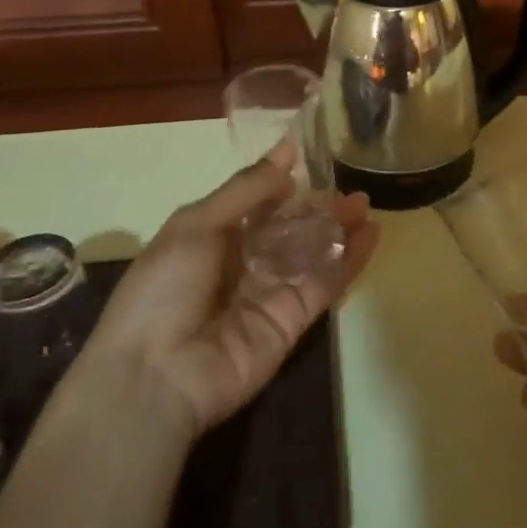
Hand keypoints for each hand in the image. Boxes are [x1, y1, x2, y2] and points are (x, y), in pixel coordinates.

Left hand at [78, 153, 379, 438]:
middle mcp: (243, 263)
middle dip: (316, 206)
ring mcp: (270, 292)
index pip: (255, 202)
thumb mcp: (196, 224)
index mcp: (211, 237)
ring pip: (311, 253)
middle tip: (349, 184)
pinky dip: (349, 260)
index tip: (310, 151)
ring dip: (338, 228)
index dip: (281, 180)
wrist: (155, 376)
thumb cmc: (164, 289)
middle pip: (289, 228)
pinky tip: (371, 234)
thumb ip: (246, 190)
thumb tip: (285, 151)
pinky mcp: (293, 320)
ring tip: (366, 203)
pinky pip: (324, 283)